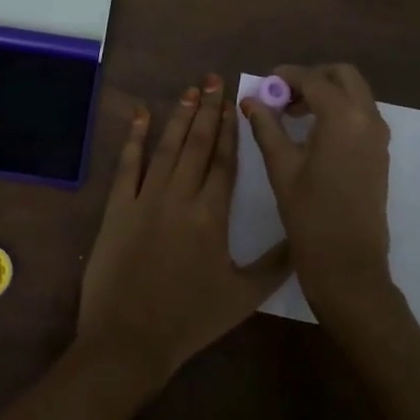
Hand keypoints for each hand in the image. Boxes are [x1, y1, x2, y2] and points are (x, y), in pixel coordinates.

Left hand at [77, 74, 291, 383]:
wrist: (129, 340)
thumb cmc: (189, 320)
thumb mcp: (242, 297)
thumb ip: (275, 265)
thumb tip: (303, 238)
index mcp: (211, 215)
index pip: (223, 161)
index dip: (229, 130)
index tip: (234, 103)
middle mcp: (179, 196)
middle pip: (196, 144)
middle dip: (207, 110)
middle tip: (213, 79)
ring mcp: (145, 198)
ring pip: (166, 147)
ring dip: (179, 116)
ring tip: (189, 90)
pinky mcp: (117, 207)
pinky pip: (127, 165)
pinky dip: (134, 138)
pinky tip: (141, 115)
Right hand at [240, 63, 393, 315]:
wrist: (348, 264)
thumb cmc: (309, 215)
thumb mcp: (281, 166)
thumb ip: (266, 126)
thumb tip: (250, 100)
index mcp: (343, 117)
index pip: (313, 79)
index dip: (286, 76)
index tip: (264, 83)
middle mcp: (367, 118)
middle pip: (343, 76)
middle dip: (313, 77)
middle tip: (283, 96)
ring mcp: (378, 136)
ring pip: (355, 94)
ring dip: (327, 93)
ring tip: (292, 114)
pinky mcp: (379, 153)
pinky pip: (361, 115)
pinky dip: (338, 110)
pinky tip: (312, 133)